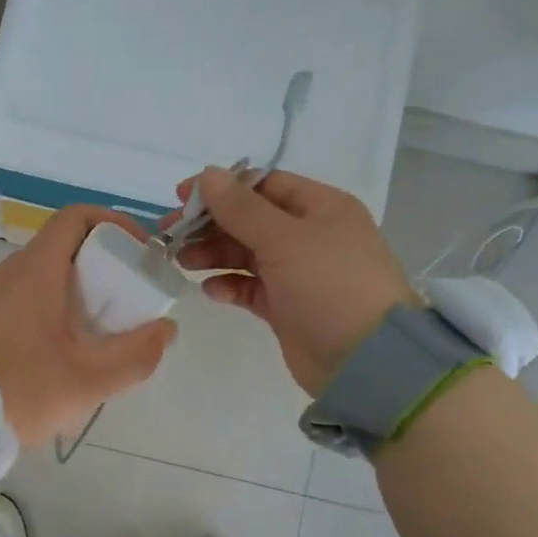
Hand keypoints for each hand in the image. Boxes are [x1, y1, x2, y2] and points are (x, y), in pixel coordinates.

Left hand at [0, 206, 177, 447]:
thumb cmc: (20, 390)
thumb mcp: (89, 379)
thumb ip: (136, 354)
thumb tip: (165, 329)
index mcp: (36, 270)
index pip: (76, 217)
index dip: (114, 223)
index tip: (139, 252)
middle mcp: (11, 271)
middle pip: (65, 245)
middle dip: (104, 262)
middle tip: (130, 297)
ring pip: (46, 272)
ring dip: (80, 287)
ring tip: (104, 327)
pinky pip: (27, 295)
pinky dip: (56, 304)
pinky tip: (67, 346)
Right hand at [171, 167, 415, 394]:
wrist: (366, 362)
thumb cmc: (330, 286)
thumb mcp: (285, 239)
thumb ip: (241, 208)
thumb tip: (207, 174)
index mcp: (321, 208)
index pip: (263, 185)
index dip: (222, 188)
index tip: (182, 198)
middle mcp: (310, 235)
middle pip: (250, 219)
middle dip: (210, 224)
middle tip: (170, 234)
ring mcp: (299, 273)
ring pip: (246, 253)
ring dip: (213, 254)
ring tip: (183, 262)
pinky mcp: (287, 306)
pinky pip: (250, 287)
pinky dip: (229, 285)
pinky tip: (211, 290)